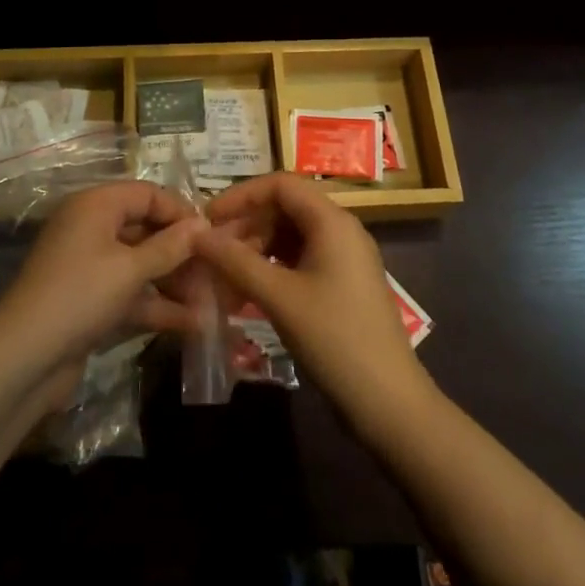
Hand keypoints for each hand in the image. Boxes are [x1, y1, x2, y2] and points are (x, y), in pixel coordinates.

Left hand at [0, 181, 205, 403]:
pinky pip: (131, 292)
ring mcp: (90, 266)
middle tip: (218, 271)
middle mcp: (92, 228)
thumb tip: (204, 225)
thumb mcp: (131, 269)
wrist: (23, 359)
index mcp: (96, 206)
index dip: (181, 211)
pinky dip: (158, 304)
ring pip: (142, 264)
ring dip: (175, 281)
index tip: (213, 235)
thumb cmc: (80, 295)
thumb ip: (171, 246)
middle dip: (182, 251)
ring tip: (214, 300)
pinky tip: (193, 323)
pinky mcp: (91, 301)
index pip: (147, 194)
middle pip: (146, 229)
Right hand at [195, 174, 430, 430]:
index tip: (208, 218)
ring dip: (256, 249)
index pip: (280, 184)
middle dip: (246, 225)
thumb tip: (196, 234)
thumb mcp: (279, 297)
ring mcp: (345, 257)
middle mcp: (341, 229)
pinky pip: (301, 260)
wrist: (388, 401)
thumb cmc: (334, 338)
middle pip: (285, 208)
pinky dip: (273, 268)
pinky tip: (249, 292)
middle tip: (212, 253)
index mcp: (332, 220)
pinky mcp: (343, 284)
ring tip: (225, 277)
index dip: (241, 195)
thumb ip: (236, 261)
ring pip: (291, 235)